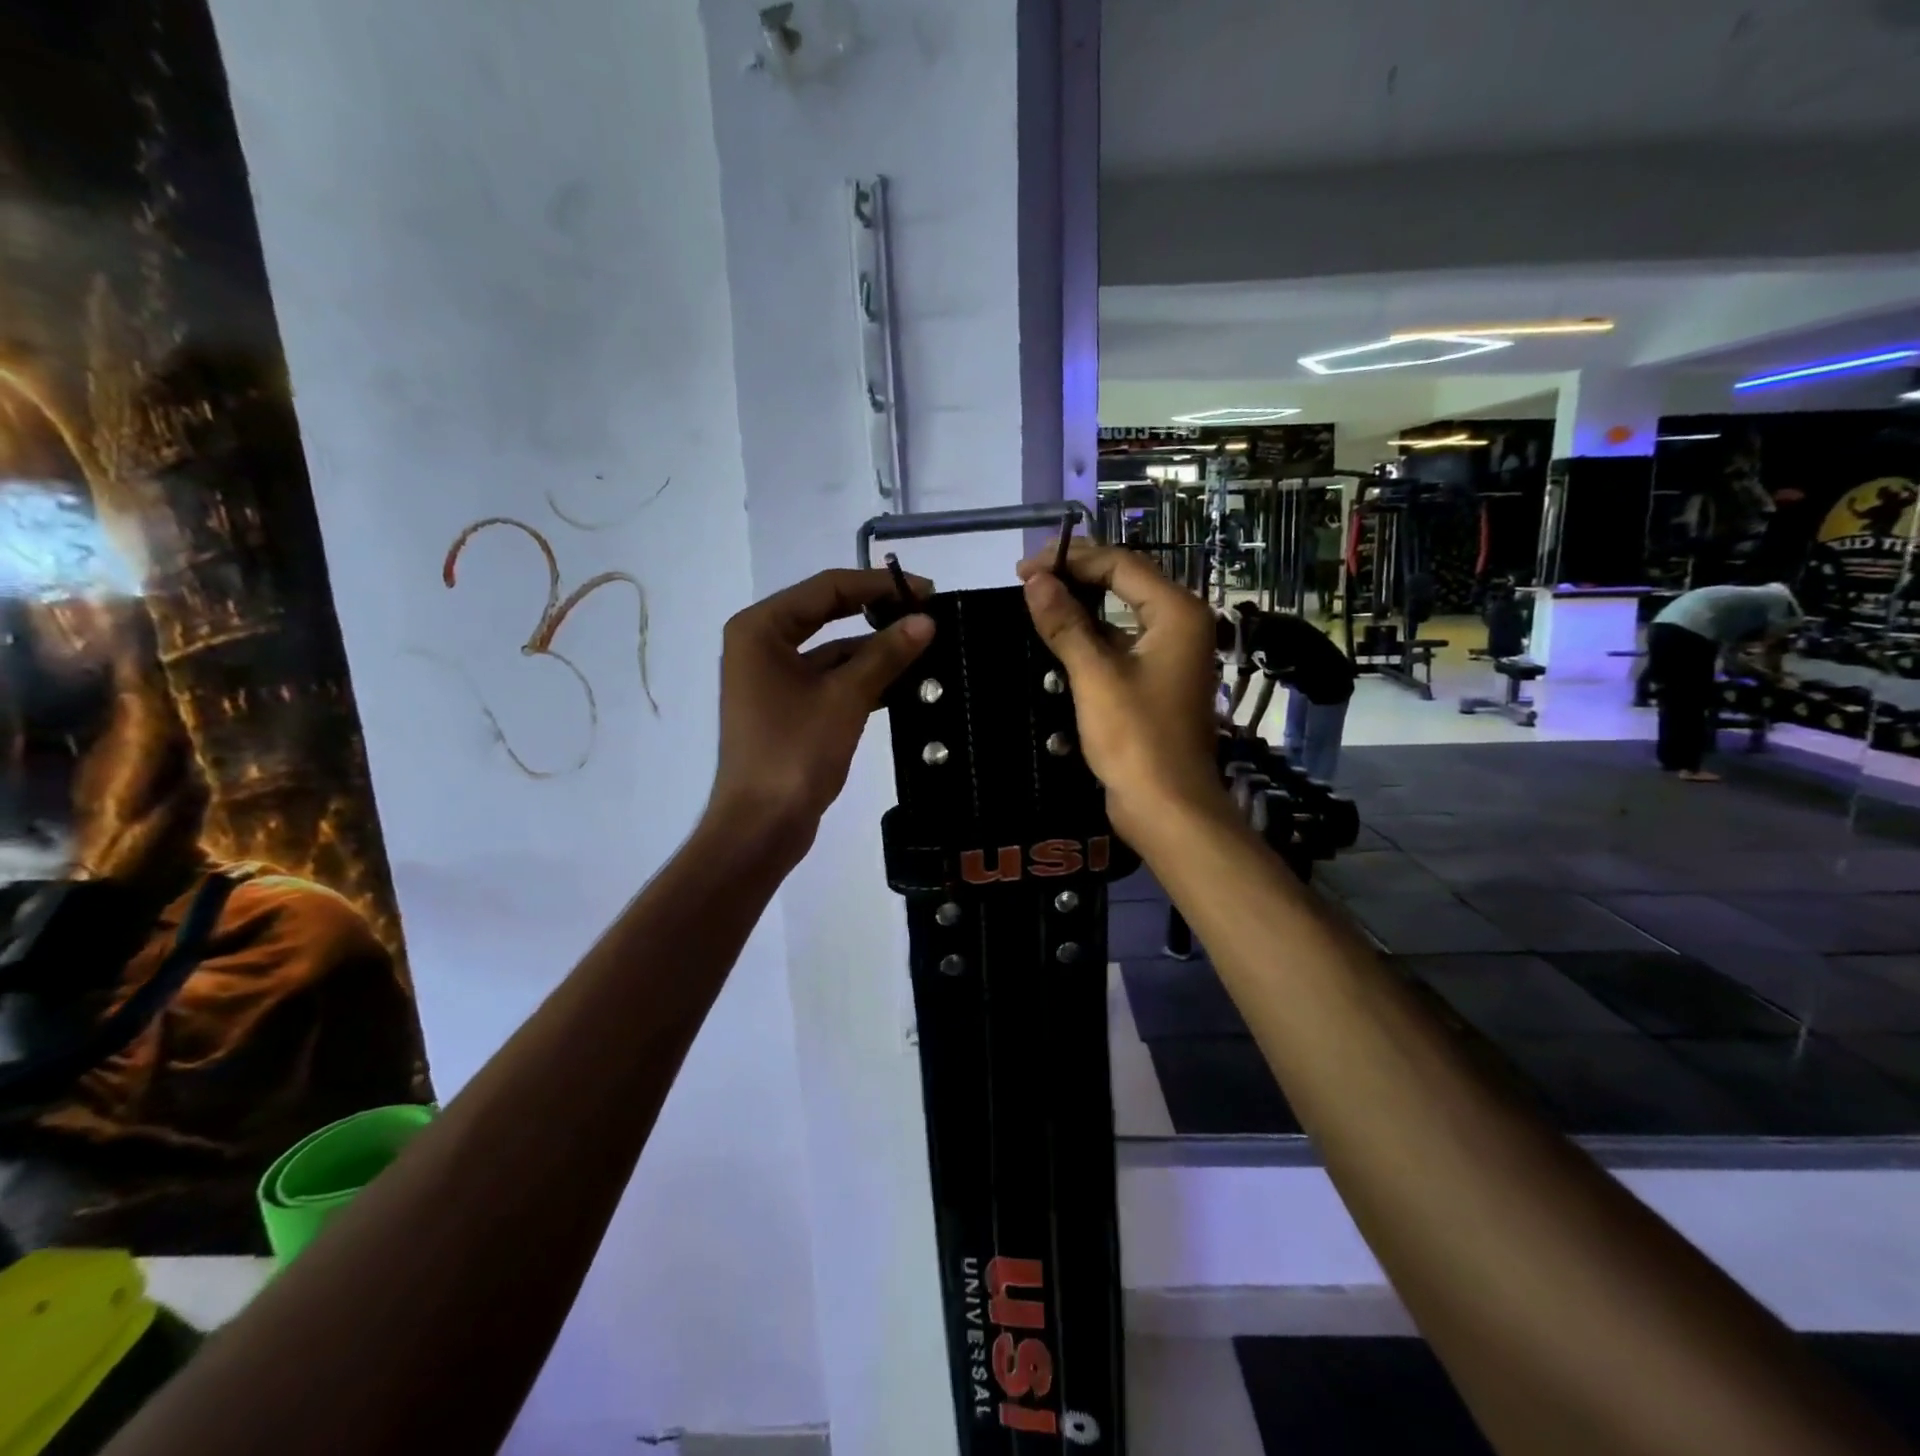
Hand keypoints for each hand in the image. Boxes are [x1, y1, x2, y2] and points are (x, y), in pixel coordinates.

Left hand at [711, 568, 933, 854]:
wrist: (761, 826)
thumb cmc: (795, 753)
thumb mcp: (845, 698)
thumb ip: (886, 654)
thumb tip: (926, 620)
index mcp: (761, 628)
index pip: (827, 588)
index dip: (879, 586)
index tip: (927, 591)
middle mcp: (761, 644)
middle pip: (828, 613)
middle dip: (878, 614)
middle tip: (928, 615)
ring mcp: (773, 677)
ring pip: (832, 649)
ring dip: (874, 649)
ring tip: (926, 648)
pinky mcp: (788, 707)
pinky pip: (830, 679)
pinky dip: (863, 678)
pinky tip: (904, 683)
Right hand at [1016, 541, 1224, 840]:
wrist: (1167, 807)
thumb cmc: (1135, 738)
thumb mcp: (1094, 676)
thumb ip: (1065, 623)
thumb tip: (1035, 580)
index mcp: (1177, 613)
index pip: (1121, 564)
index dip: (1071, 559)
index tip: (1024, 569)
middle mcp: (1180, 625)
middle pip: (1124, 583)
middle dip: (1075, 577)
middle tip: (1026, 580)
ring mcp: (1169, 655)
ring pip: (1120, 615)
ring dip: (1080, 607)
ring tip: (1034, 605)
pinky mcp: (1155, 681)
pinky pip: (1120, 645)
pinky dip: (1090, 638)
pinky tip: (1056, 640)